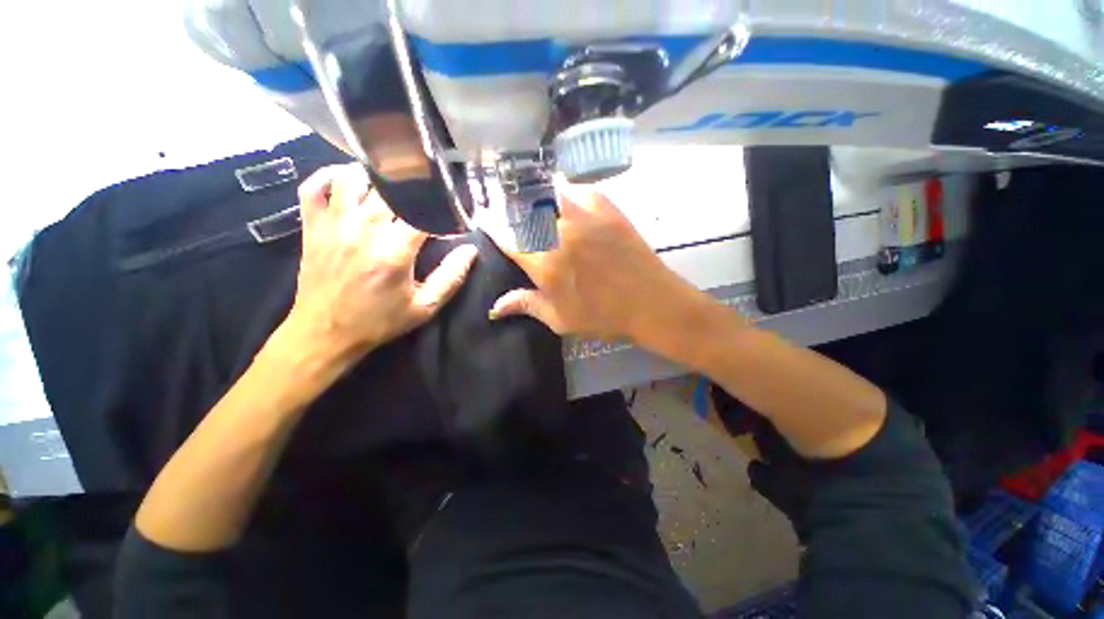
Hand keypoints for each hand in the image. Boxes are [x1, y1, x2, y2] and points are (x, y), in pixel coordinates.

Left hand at [284, 164, 476, 364]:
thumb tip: (470, 250)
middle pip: (390, 189)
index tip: (450, 214)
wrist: (325, 333)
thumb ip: (451, 277)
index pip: (424, 212)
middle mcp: (363, 229)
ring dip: (374, 176)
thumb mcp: (424, 307)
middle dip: (413, 189)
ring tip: (390, 186)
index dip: (441, 209)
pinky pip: (313, 187)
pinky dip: (328, 177)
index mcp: (395, 251)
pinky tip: (346, 182)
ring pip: (351, 177)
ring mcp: (334, 224)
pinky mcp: (312, 226)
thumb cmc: (379, 321)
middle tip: (424, 196)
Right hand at [489, 188, 718, 351]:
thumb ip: (525, 305)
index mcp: (544, 262)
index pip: (505, 235)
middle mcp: (558, 231)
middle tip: (511, 218)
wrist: (651, 302)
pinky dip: (563, 194)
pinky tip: (565, 207)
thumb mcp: (560, 319)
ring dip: (534, 198)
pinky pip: (575, 189)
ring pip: (545, 191)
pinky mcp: (605, 205)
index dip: (492, 226)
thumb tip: (494, 308)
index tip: (488, 224)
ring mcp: (583, 214)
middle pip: (520, 206)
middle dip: (509, 209)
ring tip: (536, 210)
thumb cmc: (604, 317)